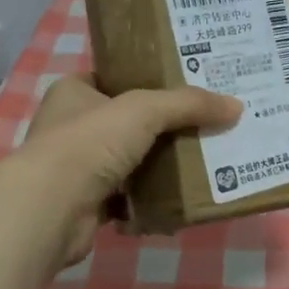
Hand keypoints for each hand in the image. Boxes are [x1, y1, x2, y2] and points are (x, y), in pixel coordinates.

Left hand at [16, 75, 240, 264]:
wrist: (52, 209)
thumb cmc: (90, 142)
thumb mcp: (145, 109)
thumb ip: (189, 104)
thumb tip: (236, 107)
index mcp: (74, 93)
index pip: (114, 79)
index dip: (147, 81)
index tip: (186, 87)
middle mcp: (71, 127)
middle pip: (126, 123)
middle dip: (162, 127)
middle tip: (204, 124)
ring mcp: (77, 169)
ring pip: (129, 162)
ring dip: (158, 166)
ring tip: (201, 161)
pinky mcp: (86, 205)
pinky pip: (128, 199)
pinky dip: (150, 201)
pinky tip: (180, 200)